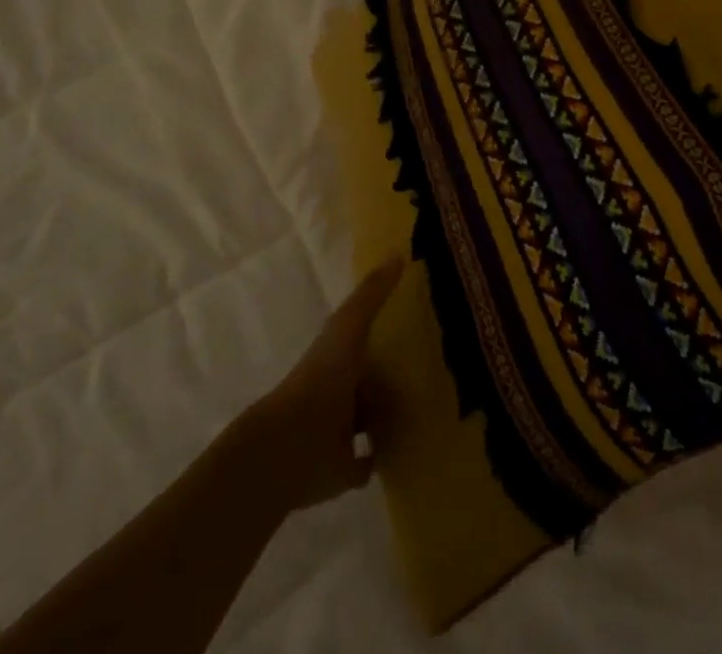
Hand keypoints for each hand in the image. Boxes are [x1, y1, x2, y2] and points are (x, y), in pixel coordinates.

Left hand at [236, 261, 403, 514]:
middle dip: (391, 375)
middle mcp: (339, 390)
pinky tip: (405, 450)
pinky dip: (381, 456)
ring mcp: (340, 432)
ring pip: (370, 418)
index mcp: (339, 356)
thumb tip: (399, 253)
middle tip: (432, 368)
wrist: (289, 446)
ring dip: (389, 415)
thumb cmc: (321, 379)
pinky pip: (368, 461)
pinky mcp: (344, 469)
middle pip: (370, 378)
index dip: (386, 330)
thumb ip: (371, 293)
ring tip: (426, 407)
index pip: (365, 338)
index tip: (417, 323)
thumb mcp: (349, 326)